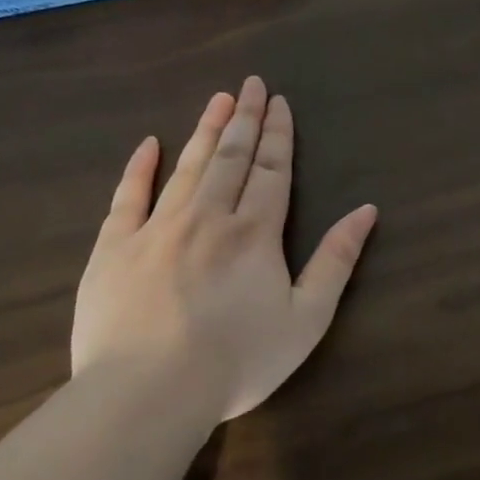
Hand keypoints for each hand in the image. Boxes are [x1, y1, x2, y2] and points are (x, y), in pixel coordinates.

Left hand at [71, 76, 377, 422]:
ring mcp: (156, 230)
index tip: (280, 102)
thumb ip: (337, 260)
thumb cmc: (239, 359)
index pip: (271, 170)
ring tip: (218, 100)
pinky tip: (149, 144)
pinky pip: (127, 198)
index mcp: (256, 233)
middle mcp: (208, 217)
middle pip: (231, 158)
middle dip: (244, 119)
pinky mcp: (114, 250)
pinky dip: (139, 168)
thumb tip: (366, 210)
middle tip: (251, 84)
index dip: (278, 135)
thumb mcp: (308, 317)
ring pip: (187, 167)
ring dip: (205, 131)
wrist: (148, 394)